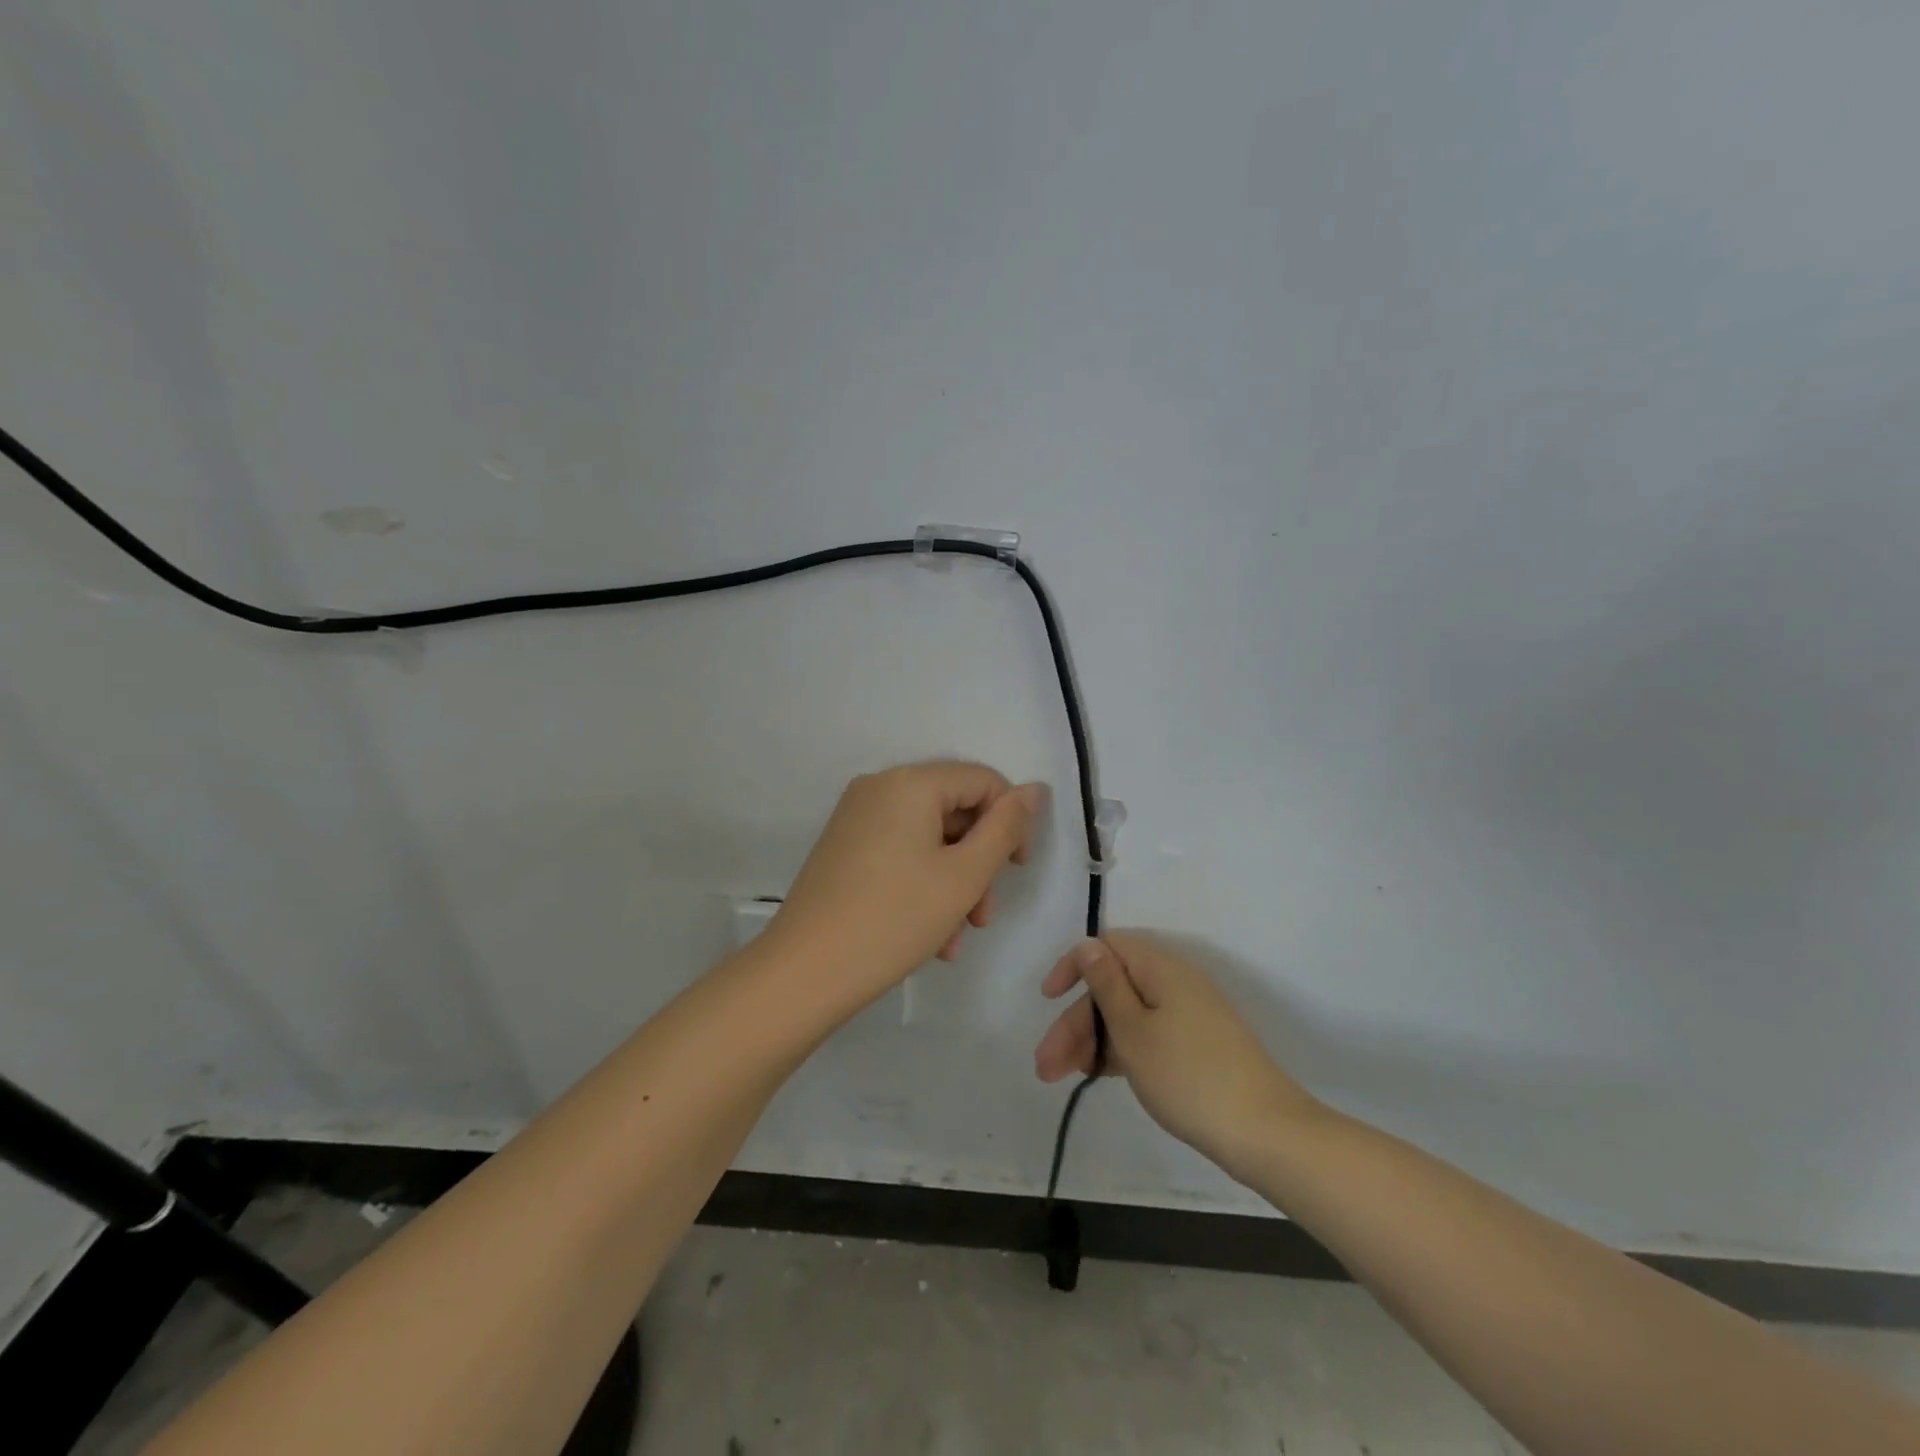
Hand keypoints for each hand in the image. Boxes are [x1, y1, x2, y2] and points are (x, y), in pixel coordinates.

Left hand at [769, 762, 1045, 1004]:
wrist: (805, 972)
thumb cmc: (895, 918)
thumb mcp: (965, 876)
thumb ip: (1005, 828)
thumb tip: (1033, 789)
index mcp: (909, 782)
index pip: (983, 781)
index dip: (1011, 821)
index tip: (1017, 870)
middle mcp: (879, 788)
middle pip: (954, 810)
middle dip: (978, 862)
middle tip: (983, 914)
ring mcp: (856, 818)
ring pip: (928, 838)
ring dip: (954, 883)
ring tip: (956, 937)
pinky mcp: (844, 847)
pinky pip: (900, 853)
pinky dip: (923, 885)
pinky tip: (931, 937)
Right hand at [1034, 931, 1319, 1179]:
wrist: (1265, 1133)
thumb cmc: (1188, 1076)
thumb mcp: (1133, 1030)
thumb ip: (1106, 984)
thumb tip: (1089, 945)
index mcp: (1161, 967)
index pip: (1107, 947)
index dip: (1073, 967)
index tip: (1048, 999)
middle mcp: (1174, 982)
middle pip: (1113, 987)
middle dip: (1075, 1021)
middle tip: (1046, 1064)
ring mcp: (1188, 1014)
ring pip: (1127, 1015)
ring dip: (1091, 1041)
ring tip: (1061, 1077)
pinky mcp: (1195, 1045)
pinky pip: (1146, 1034)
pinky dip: (1120, 1051)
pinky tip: (1095, 1074)